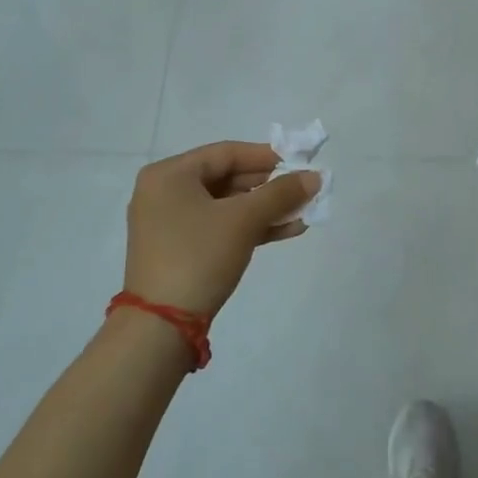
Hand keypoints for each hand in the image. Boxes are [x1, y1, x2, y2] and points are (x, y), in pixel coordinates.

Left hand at [123, 142, 319, 319]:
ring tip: (304, 211)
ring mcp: (171, 223)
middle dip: (270, 186)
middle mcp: (165, 192)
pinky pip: (221, 227)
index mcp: (169, 175)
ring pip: (227, 206)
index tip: (299, 162)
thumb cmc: (199, 256)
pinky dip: (251, 227)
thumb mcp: (243, 220)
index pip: (226, 153)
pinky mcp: (181, 249)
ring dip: (266, 208)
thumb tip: (315, 176)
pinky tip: (287, 230)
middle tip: (304, 189)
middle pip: (227, 178)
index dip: (266, 156)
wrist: (163, 324)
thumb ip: (281, 194)